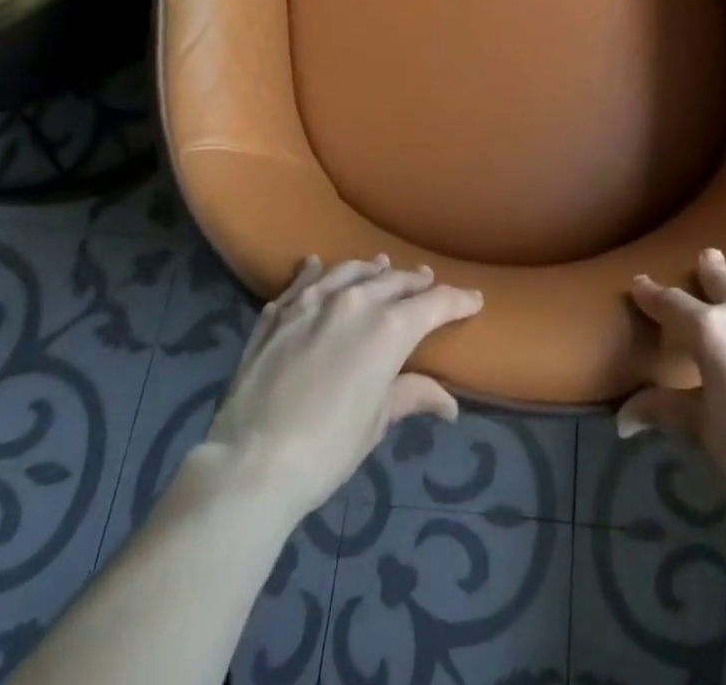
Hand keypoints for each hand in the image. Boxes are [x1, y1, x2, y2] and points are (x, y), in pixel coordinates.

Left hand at [196, 255, 482, 521]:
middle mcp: (355, 301)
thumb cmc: (327, 448)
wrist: (251, 461)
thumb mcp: (376, 422)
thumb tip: (449, 403)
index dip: (458, 301)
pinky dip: (313, 271)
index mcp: (389, 327)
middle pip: (394, 281)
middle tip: (428, 281)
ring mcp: (312, 301)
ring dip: (370, 269)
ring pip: (350, 271)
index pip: (434, 304)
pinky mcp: (278, 312)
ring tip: (381, 265)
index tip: (474, 299)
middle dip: (415, 282)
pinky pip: (302, 281)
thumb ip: (412, 395)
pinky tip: (315, 264)